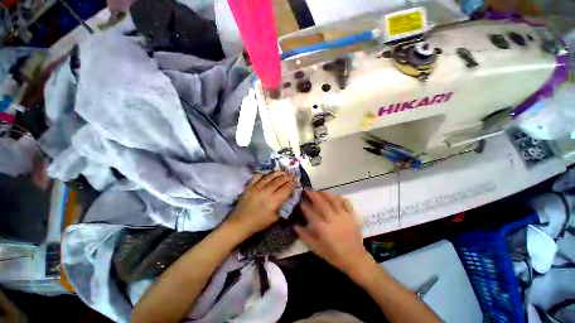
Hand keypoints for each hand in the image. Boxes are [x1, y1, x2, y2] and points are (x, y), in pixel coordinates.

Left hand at [228, 172, 294, 236]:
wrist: (240, 223)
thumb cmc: (258, 223)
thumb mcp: (274, 217)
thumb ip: (281, 205)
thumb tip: (285, 196)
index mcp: (273, 202)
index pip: (285, 190)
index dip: (291, 185)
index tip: (295, 182)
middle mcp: (266, 192)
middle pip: (278, 182)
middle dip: (286, 178)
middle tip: (291, 176)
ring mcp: (256, 187)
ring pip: (269, 177)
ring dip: (277, 174)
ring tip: (283, 172)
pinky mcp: (249, 186)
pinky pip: (258, 176)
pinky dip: (264, 174)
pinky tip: (268, 174)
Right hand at [294, 191, 371, 273]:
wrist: (355, 259)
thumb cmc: (334, 255)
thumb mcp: (316, 248)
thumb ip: (304, 236)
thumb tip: (294, 225)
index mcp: (323, 228)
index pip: (311, 213)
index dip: (304, 206)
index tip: (300, 201)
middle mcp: (333, 219)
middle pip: (322, 203)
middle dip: (313, 195)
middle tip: (307, 190)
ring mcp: (344, 216)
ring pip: (333, 200)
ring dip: (325, 193)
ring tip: (319, 190)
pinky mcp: (352, 216)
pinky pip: (346, 203)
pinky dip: (340, 197)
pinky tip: (335, 195)